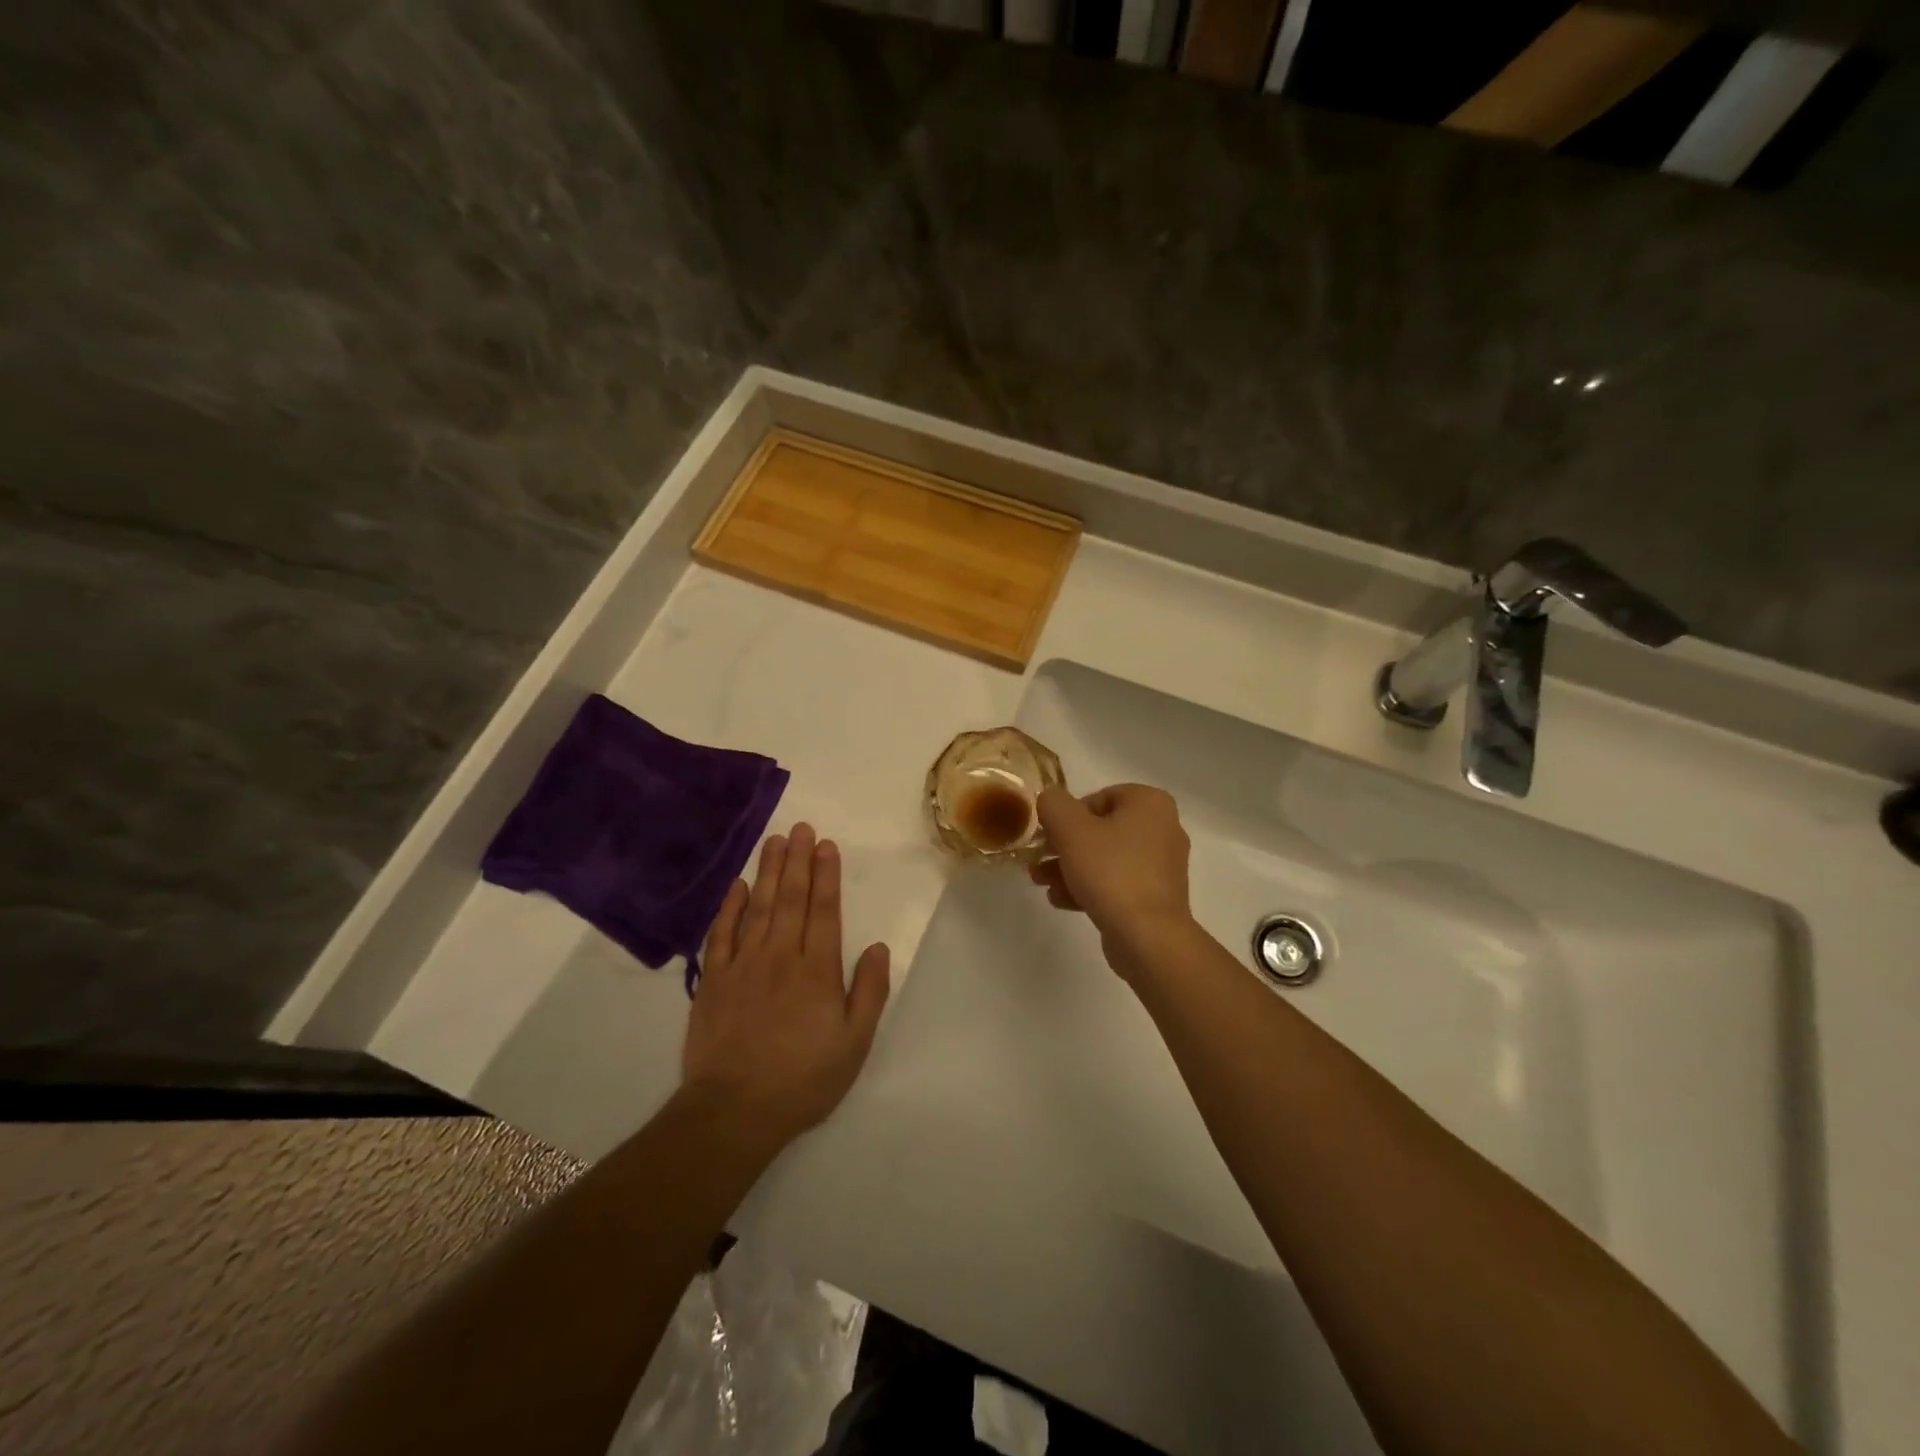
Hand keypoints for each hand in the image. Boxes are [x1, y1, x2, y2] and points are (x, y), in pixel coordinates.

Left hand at [682, 823, 890, 1146]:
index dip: (826, 876)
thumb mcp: (854, 1044)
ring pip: (758, 907)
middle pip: (790, 899)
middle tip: (801, 828)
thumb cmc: (803, 1079)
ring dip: (767, 872)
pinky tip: (737, 885)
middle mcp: (781, 957)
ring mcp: (743, 966)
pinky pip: (721, 934)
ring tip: (774, 841)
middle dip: (798, 861)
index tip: (826, 846)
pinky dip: (729, 907)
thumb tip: (878, 947)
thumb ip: (869, 992)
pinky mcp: (713, 981)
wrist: (734, 1110)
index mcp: (817, 971)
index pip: (824, 911)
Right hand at [1029, 784, 1194, 978]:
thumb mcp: (1070, 829)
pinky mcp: (1156, 897)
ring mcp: (1162, 866)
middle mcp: (1163, 828)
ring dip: (1070, 868)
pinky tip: (1061, 900)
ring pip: (1105, 858)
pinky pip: (1117, 883)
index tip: (1048, 835)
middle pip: (1100, 829)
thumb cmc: (1110, 872)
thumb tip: (1050, 799)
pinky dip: (1090, 887)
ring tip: (1041, 882)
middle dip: (1064, 846)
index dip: (1067, 815)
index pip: (1099, 797)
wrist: (1147, 936)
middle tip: (1038, 859)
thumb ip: (1054, 804)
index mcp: (1150, 803)